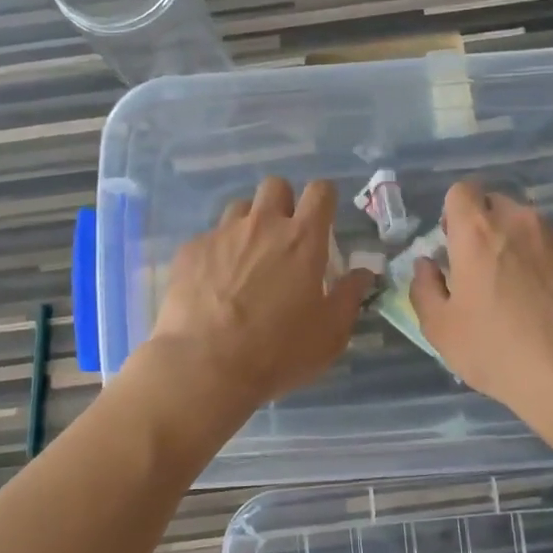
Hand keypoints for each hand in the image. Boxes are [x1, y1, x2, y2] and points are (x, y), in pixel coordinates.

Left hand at [142, 177, 374, 412]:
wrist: (205, 366)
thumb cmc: (278, 352)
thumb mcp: (330, 334)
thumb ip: (349, 297)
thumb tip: (362, 274)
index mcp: (303, 240)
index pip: (320, 192)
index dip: (324, 198)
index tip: (322, 217)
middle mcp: (262, 225)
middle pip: (275, 186)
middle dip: (283, 203)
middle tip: (283, 237)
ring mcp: (222, 235)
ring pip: (239, 208)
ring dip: (249, 225)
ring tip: (246, 259)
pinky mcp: (190, 251)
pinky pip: (209, 238)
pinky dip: (217, 252)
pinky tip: (214, 284)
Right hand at [410, 180, 552, 419]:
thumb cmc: (497, 350)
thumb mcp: (441, 329)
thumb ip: (425, 288)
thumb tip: (427, 266)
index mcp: (477, 232)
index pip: (461, 191)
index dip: (454, 213)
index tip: (453, 243)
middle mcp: (520, 222)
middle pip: (496, 205)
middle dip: (486, 226)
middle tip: (483, 267)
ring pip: (530, 226)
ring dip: (519, 245)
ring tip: (521, 289)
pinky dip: (549, 264)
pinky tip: (551, 301)